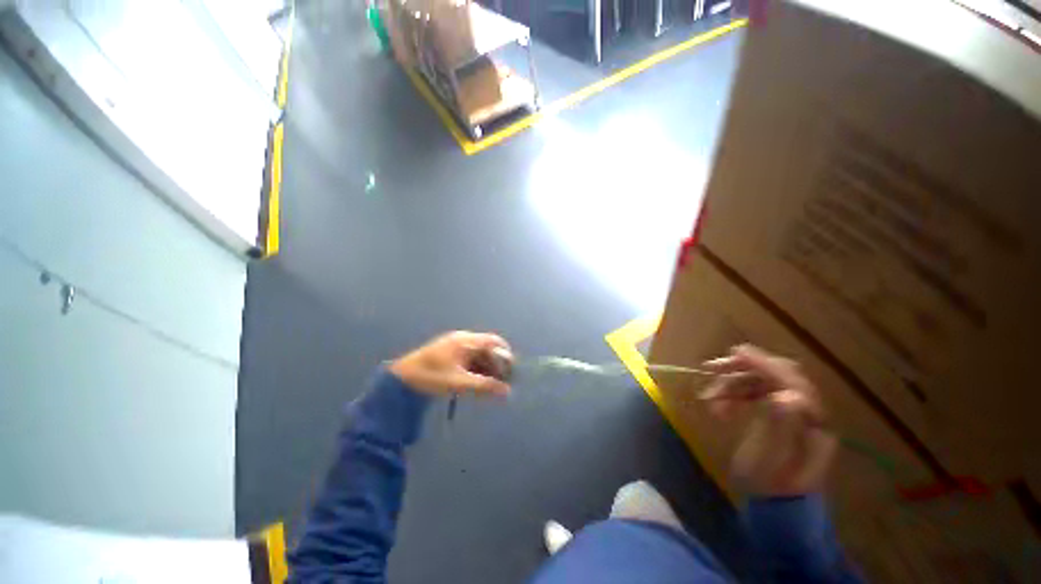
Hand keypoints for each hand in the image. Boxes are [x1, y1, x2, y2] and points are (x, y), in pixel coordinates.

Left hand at [389, 331, 512, 396]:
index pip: (494, 341)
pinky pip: (469, 359)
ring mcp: (456, 346)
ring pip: (479, 354)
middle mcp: (463, 339)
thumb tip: (507, 391)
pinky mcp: (450, 354)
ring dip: (487, 368)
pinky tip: (478, 383)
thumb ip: (485, 386)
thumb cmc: (431, 377)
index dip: (505, 355)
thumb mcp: (459, 383)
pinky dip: (477, 369)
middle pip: (488, 348)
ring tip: (491, 386)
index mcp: (466, 340)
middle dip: (497, 364)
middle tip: (502, 383)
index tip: (511, 372)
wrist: (400, 379)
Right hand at [702, 344, 836, 496]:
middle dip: (743, 369)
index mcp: (814, 423)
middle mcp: (807, 412)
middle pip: (777, 376)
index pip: (793, 382)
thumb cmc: (771, 486)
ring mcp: (792, 411)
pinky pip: (754, 392)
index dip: (766, 365)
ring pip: (761, 382)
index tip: (735, 353)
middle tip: (712, 369)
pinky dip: (734, 393)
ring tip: (708, 398)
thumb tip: (787, 395)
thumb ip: (781, 427)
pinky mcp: (777, 413)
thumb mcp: (773, 461)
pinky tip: (719, 404)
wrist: (773, 504)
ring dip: (732, 384)